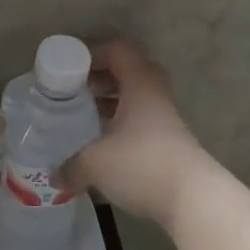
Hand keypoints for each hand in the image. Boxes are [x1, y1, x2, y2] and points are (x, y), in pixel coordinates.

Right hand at [64, 40, 216, 230]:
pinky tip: (101, 145)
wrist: (194, 199)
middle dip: (99, 79)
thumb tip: (55, 176)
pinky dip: (119, 125)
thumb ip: (70, 166)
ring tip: (83, 118)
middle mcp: (155, 94)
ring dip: (109, 104)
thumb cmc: (143, 165)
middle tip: (75, 92)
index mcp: (140, 84)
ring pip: (134, 99)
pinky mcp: (168, 141)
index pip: (118, 50)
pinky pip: (139, 121)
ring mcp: (165, 119)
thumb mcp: (95, 163)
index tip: (69, 70)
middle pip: (127, 72)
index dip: (92, 54)